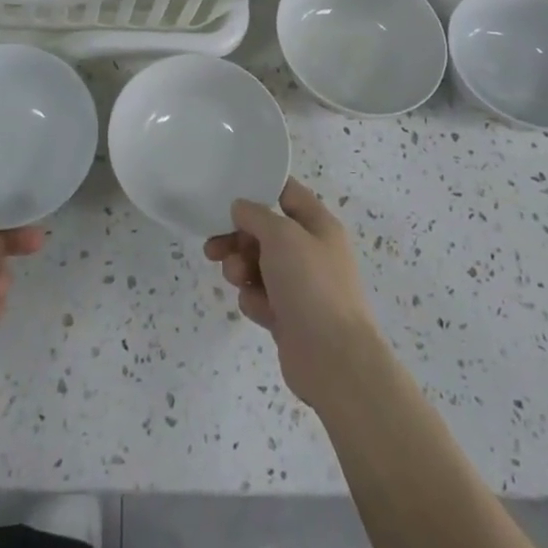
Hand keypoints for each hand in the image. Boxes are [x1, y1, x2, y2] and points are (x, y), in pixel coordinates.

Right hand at [205, 178, 382, 407]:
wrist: (333, 360)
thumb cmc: (311, 285)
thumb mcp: (281, 235)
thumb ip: (256, 214)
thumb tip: (241, 208)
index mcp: (318, 225)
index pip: (287, 193)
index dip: (260, 188)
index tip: (228, 191)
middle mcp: (310, 251)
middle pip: (264, 232)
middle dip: (237, 237)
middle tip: (214, 246)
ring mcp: (299, 285)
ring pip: (257, 264)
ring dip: (240, 268)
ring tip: (237, 278)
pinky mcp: (287, 315)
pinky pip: (259, 296)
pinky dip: (254, 300)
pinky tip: (259, 309)